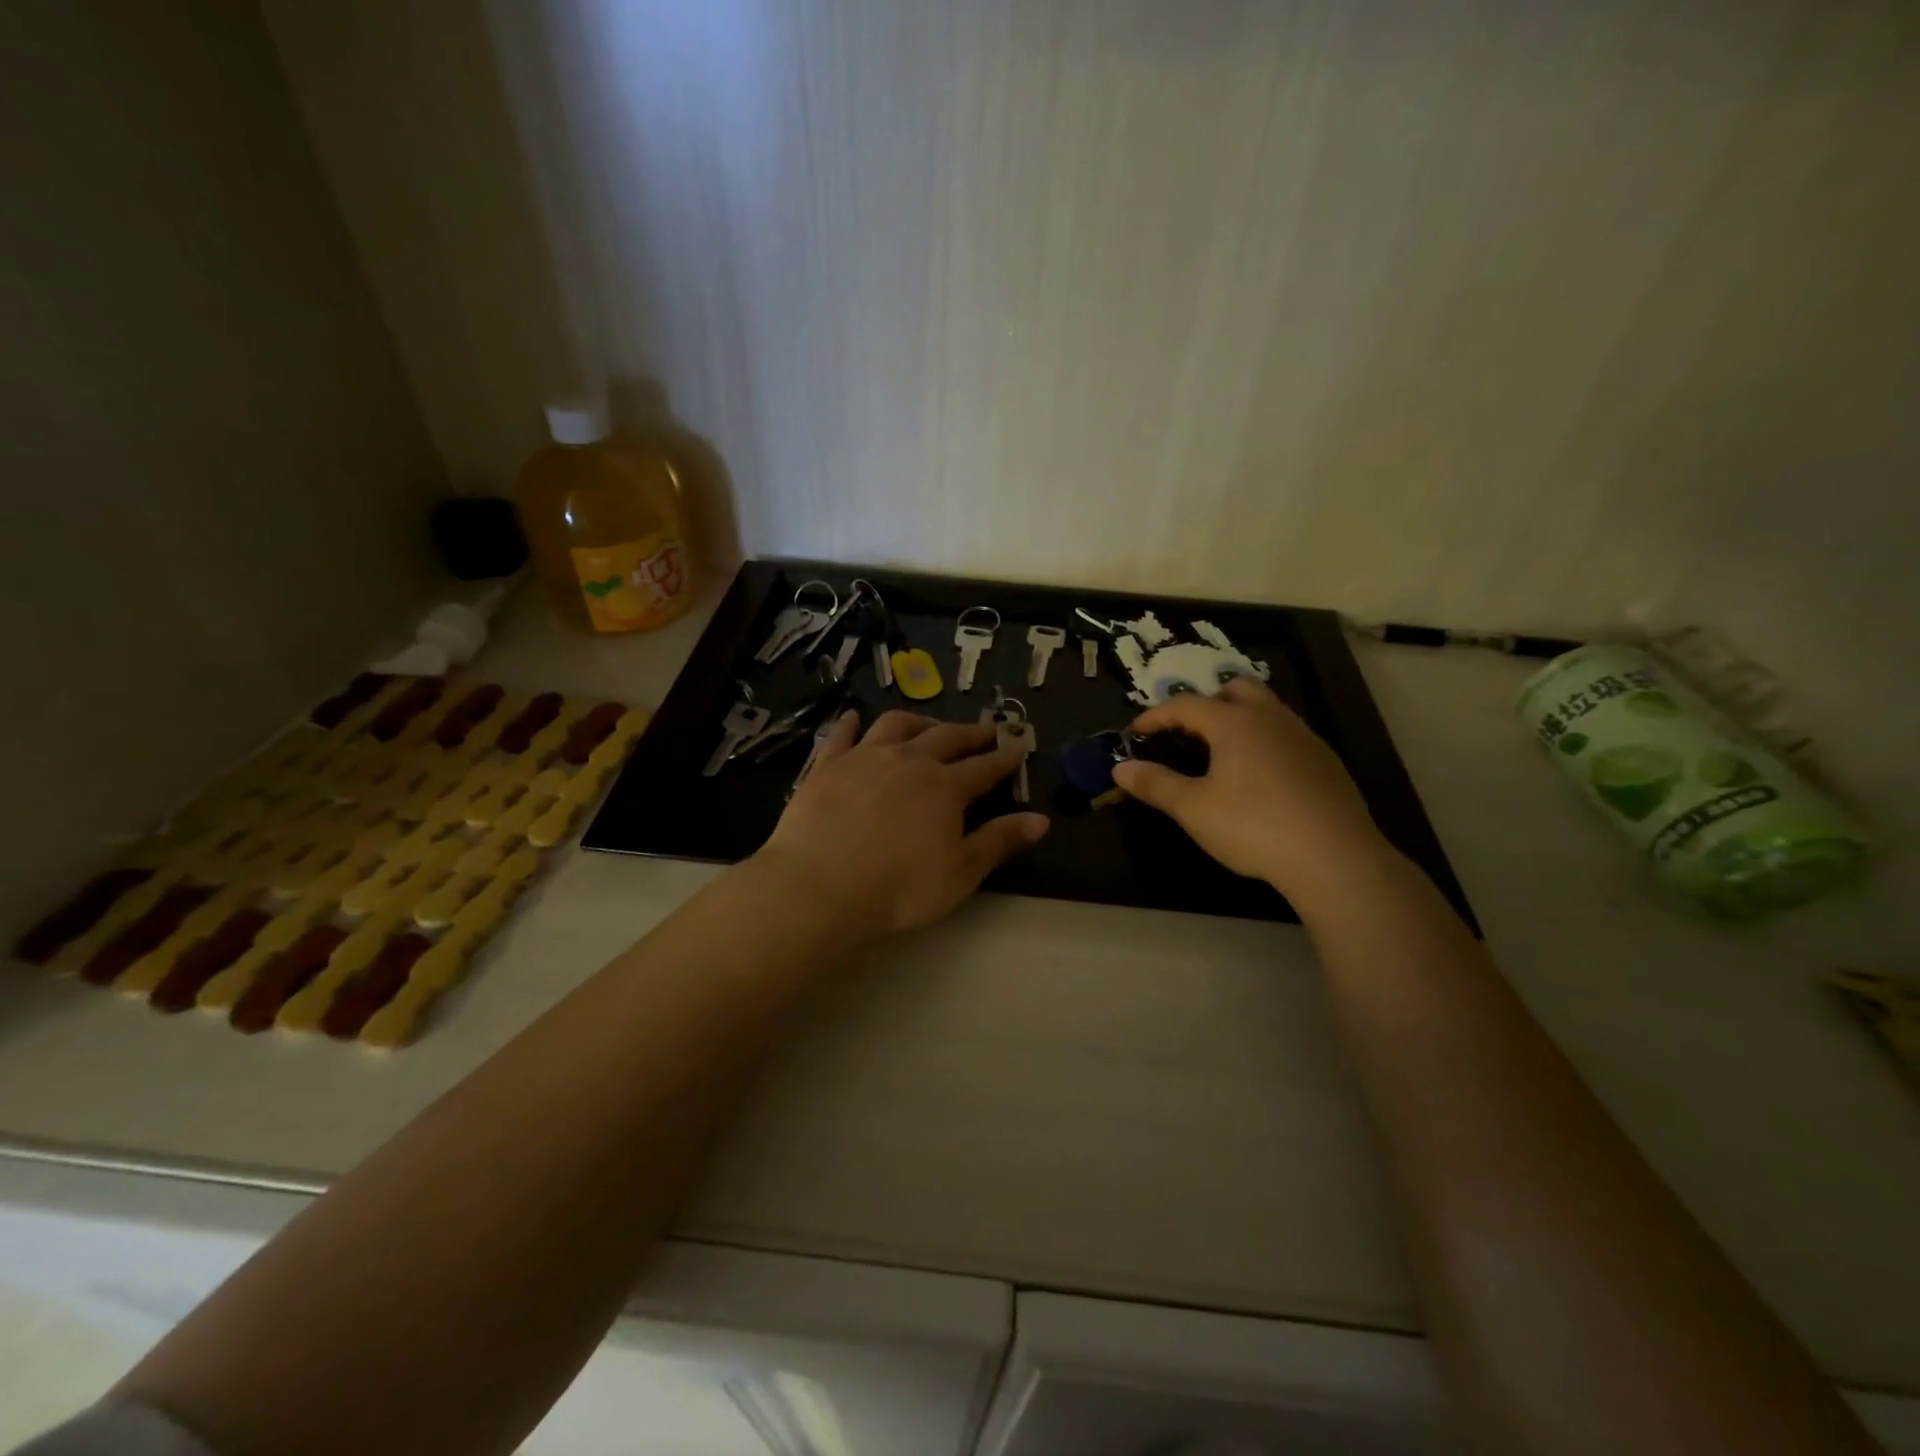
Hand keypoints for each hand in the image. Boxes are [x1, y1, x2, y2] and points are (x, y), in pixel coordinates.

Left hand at [752, 710, 1049, 940]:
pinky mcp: (827, 765)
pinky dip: (851, 723)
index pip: (985, 767)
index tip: (1018, 746)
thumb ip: (1000, 842)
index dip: (1004, 758)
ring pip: (897, 725)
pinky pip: (842, 735)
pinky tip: (854, 717)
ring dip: (919, 721)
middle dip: (970, 733)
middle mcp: (909, 760)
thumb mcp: (961, 873)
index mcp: (945, 787)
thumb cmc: (899, 887)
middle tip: (985, 729)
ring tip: (929, 725)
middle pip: (947, 738)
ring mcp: (865, 758)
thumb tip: (1041, 819)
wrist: (820, 885)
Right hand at [1111, 678, 1390, 901]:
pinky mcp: (1324, 760)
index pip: (1185, 704)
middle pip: (1235, 689)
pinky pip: (1286, 734)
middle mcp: (1270, 717)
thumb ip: (1155, 784)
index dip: (1155, 716)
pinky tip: (1259, 778)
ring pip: (1266, 709)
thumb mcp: (1193, 809)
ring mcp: (1303, 736)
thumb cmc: (1253, 826)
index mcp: (1234, 722)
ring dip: (1238, 719)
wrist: (1334, 857)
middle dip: (1206, 704)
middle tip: (1188, 734)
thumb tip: (1120, 768)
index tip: (1135, 733)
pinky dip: (1263, 741)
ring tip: (1220, 754)